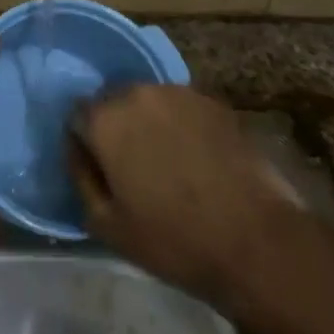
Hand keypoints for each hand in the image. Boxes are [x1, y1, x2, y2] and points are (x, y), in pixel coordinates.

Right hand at [71, 85, 314, 310]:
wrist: (256, 240)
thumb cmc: (173, 239)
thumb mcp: (106, 224)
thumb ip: (81, 177)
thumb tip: (78, 151)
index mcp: (106, 119)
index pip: (77, 115)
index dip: (84, 143)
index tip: (98, 170)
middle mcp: (139, 93)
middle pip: (113, 102)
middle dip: (115, 128)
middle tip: (130, 167)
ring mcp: (181, 93)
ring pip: (149, 102)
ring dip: (148, 124)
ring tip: (166, 164)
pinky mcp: (215, 103)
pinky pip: (182, 109)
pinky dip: (180, 126)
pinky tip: (195, 160)